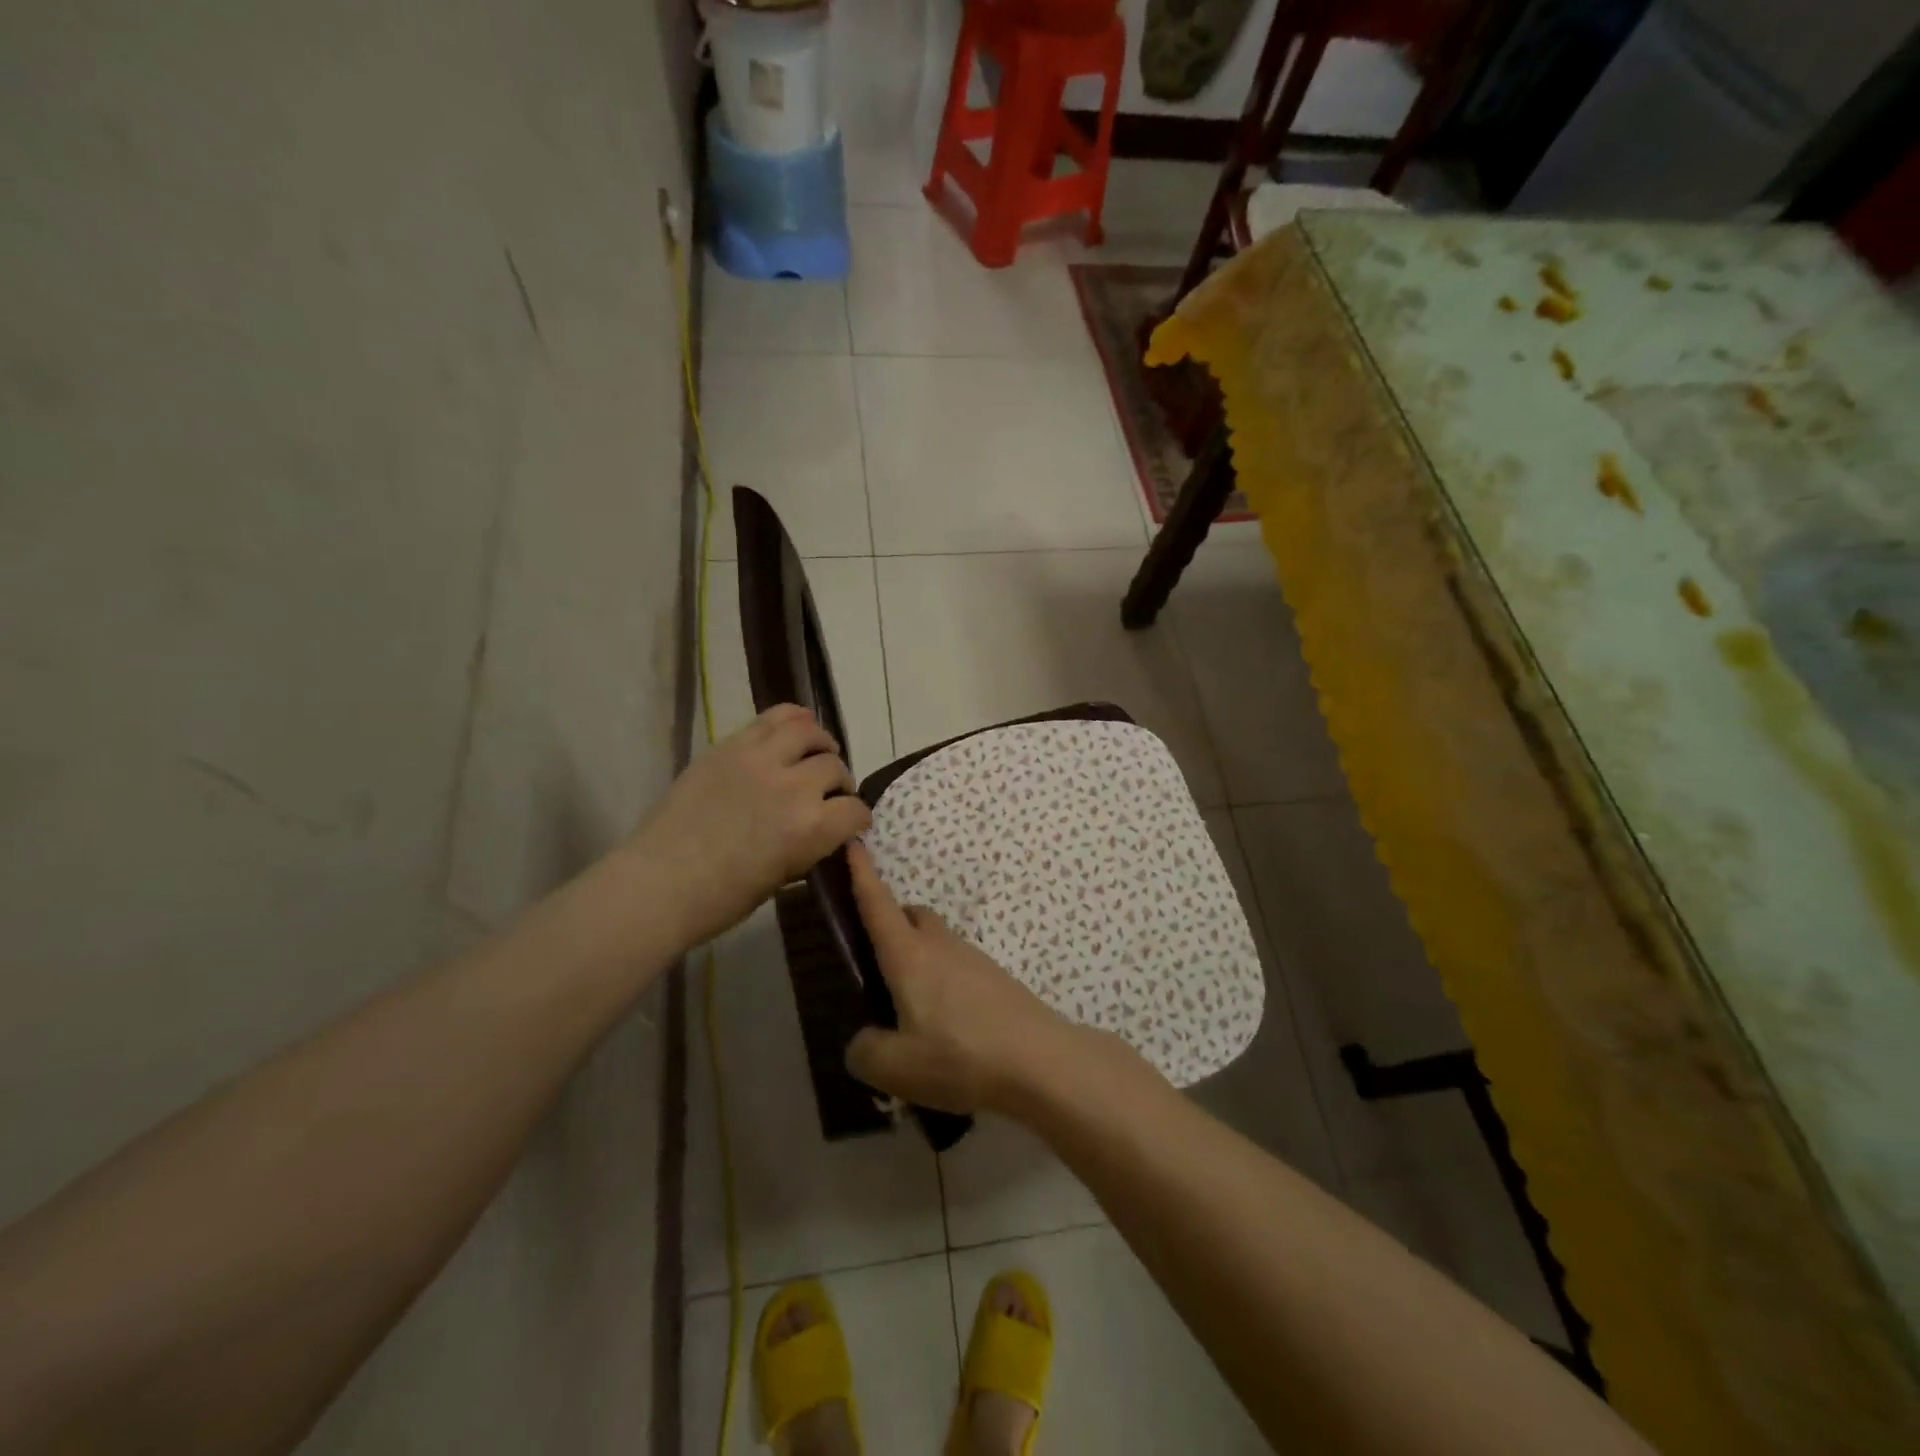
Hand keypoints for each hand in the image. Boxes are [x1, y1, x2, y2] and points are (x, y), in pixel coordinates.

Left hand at [627, 705, 870, 948]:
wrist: (659, 882)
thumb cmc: (721, 898)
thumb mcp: (782, 878)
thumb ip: (809, 846)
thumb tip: (824, 831)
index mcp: (810, 829)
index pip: (854, 811)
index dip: (857, 819)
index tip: (851, 824)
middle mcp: (793, 786)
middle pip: (834, 767)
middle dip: (839, 782)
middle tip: (829, 792)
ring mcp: (760, 759)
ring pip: (809, 731)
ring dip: (821, 743)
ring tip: (816, 753)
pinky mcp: (731, 745)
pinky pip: (774, 717)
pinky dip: (793, 719)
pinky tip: (796, 729)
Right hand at [843, 842, 1084, 1114]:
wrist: (1042, 1061)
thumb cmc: (961, 1055)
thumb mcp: (897, 1067)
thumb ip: (866, 1051)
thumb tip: (863, 1041)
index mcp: (909, 955)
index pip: (878, 904)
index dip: (861, 874)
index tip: (853, 843)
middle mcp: (941, 946)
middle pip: (912, 916)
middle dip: (891, 923)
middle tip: (874, 958)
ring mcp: (973, 959)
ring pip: (937, 942)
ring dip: (918, 958)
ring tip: (907, 1007)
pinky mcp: (996, 980)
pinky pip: (957, 968)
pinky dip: (941, 982)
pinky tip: (944, 1026)